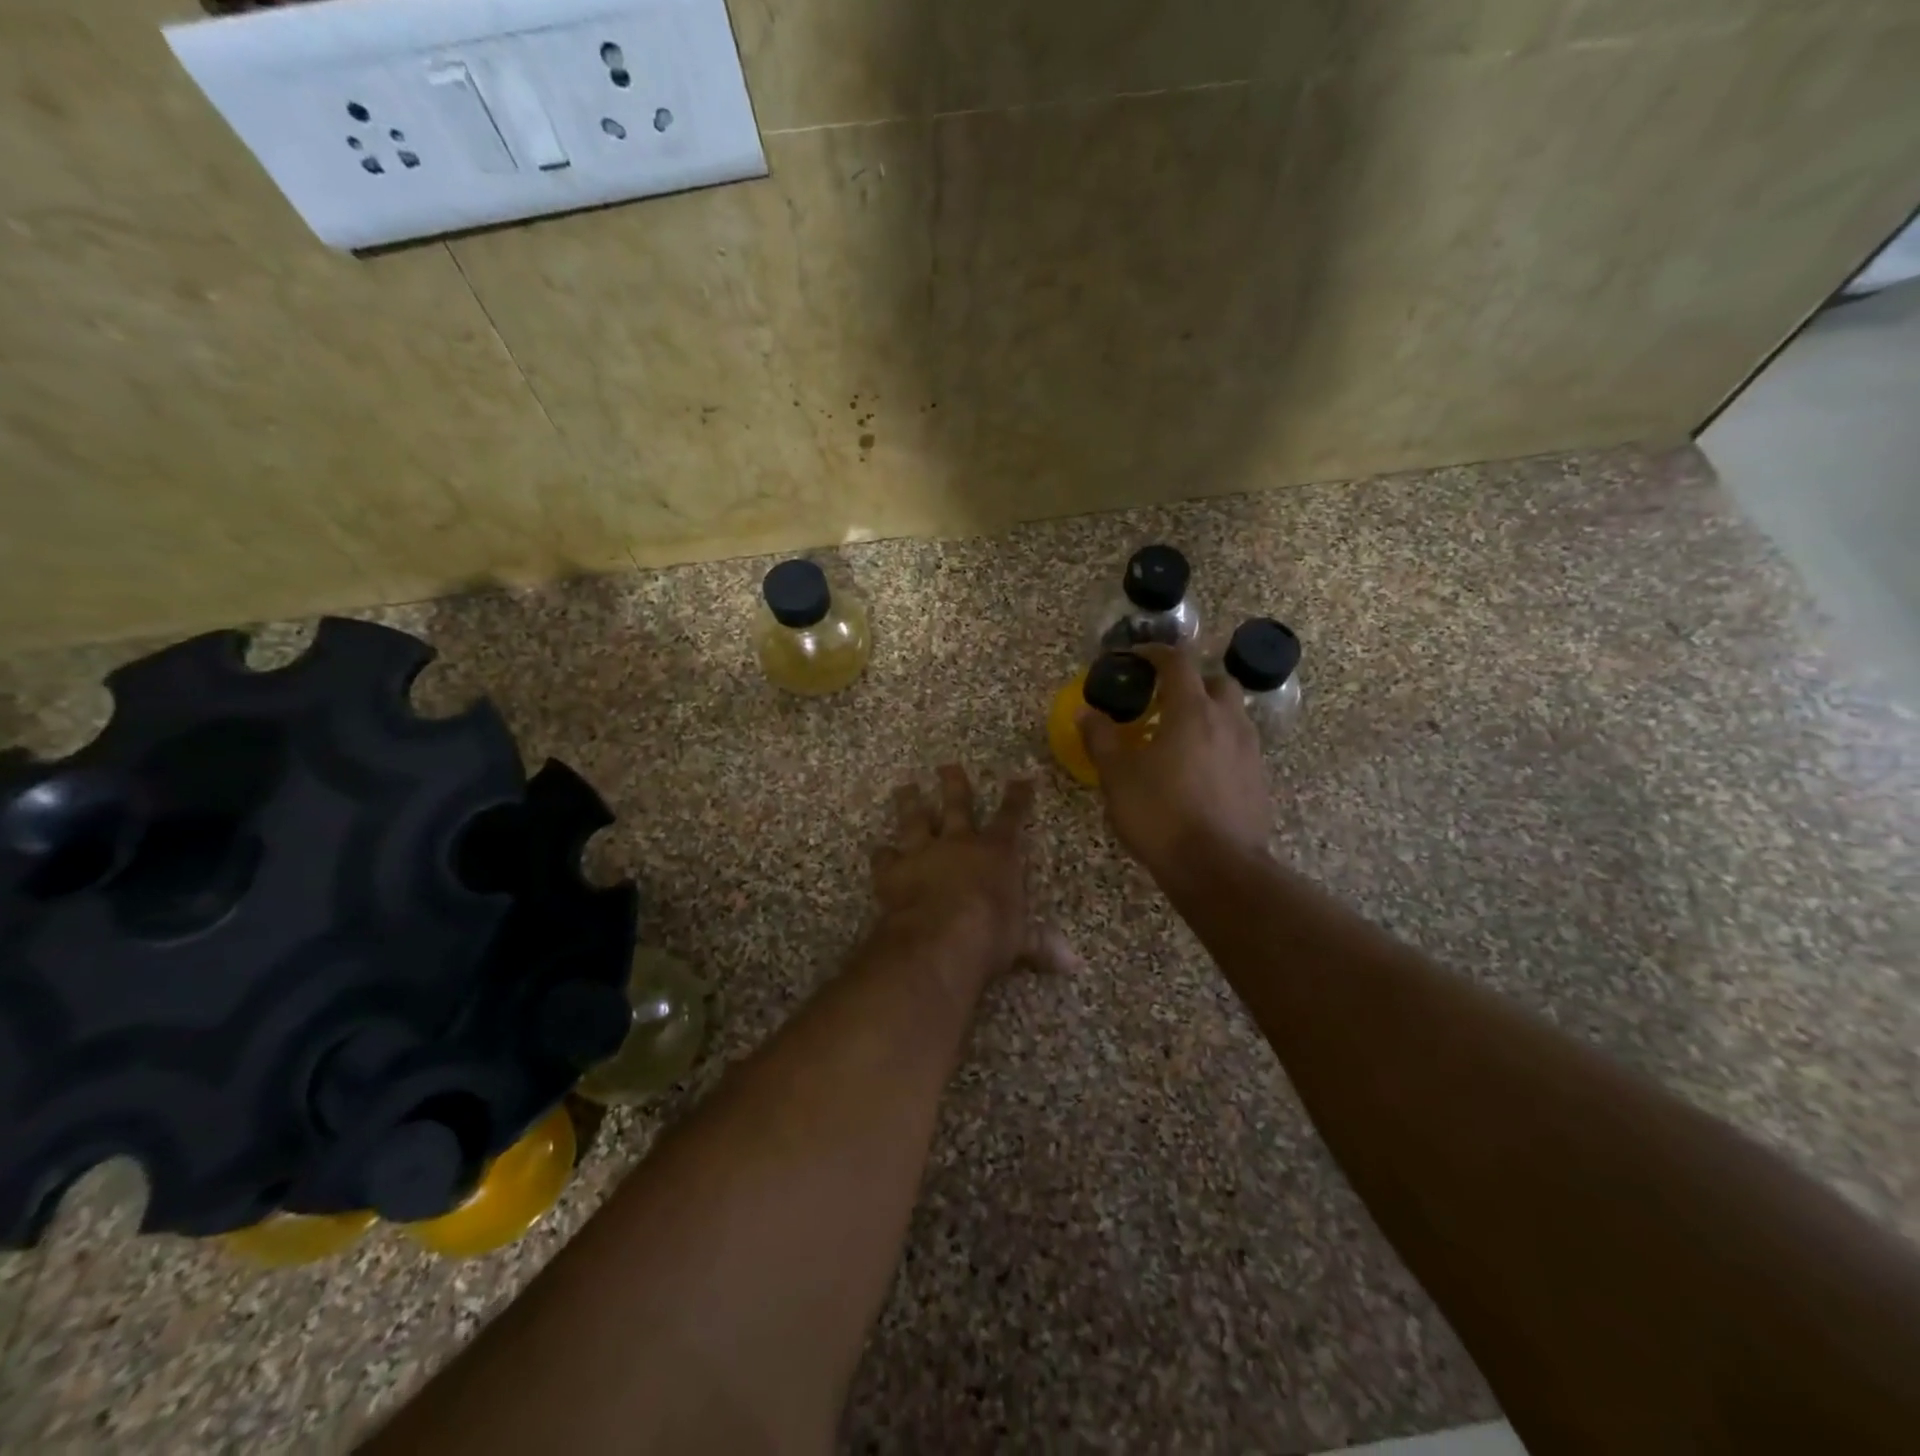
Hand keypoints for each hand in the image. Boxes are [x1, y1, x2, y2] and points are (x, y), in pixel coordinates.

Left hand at [871, 765, 1077, 985]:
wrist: (939, 939)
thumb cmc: (990, 934)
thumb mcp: (1021, 940)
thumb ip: (1041, 944)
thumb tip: (1073, 964)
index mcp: (996, 853)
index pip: (1011, 817)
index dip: (1017, 797)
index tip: (1020, 778)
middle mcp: (959, 844)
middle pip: (957, 805)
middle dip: (955, 784)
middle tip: (947, 766)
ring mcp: (923, 853)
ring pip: (915, 820)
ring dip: (911, 803)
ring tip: (906, 787)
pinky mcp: (893, 872)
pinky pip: (885, 857)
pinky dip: (882, 855)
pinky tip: (879, 851)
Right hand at [1078, 644, 1273, 879]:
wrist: (1217, 867)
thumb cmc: (1160, 814)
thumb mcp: (1117, 776)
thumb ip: (1101, 738)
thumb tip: (1087, 713)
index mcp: (1191, 710)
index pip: (1177, 662)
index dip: (1154, 653)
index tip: (1135, 659)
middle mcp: (1227, 721)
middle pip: (1216, 682)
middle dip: (1191, 682)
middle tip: (1164, 700)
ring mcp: (1249, 750)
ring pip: (1232, 715)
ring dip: (1208, 714)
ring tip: (1179, 737)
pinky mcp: (1259, 779)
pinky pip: (1239, 746)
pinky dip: (1219, 745)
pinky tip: (1198, 771)